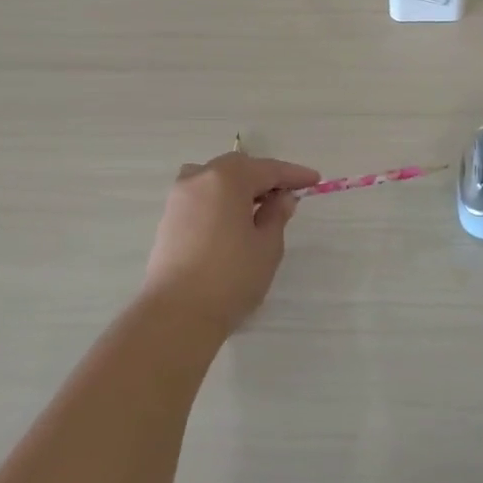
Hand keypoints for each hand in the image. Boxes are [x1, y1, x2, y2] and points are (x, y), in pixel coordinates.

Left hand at [141, 153, 320, 332]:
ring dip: (239, 187)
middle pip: (238, 168)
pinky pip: (202, 196)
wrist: (177, 314)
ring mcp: (179, 197)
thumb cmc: (231, 277)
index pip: (267, 169)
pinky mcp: (169, 218)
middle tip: (287, 196)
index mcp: (226, 178)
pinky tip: (233, 221)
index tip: (314, 180)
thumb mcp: (267, 246)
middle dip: (264, 178)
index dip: (293, 174)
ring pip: (215, 180)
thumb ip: (276, 215)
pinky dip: (221, 200)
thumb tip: (281, 198)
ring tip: (258, 208)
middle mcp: (199, 178)